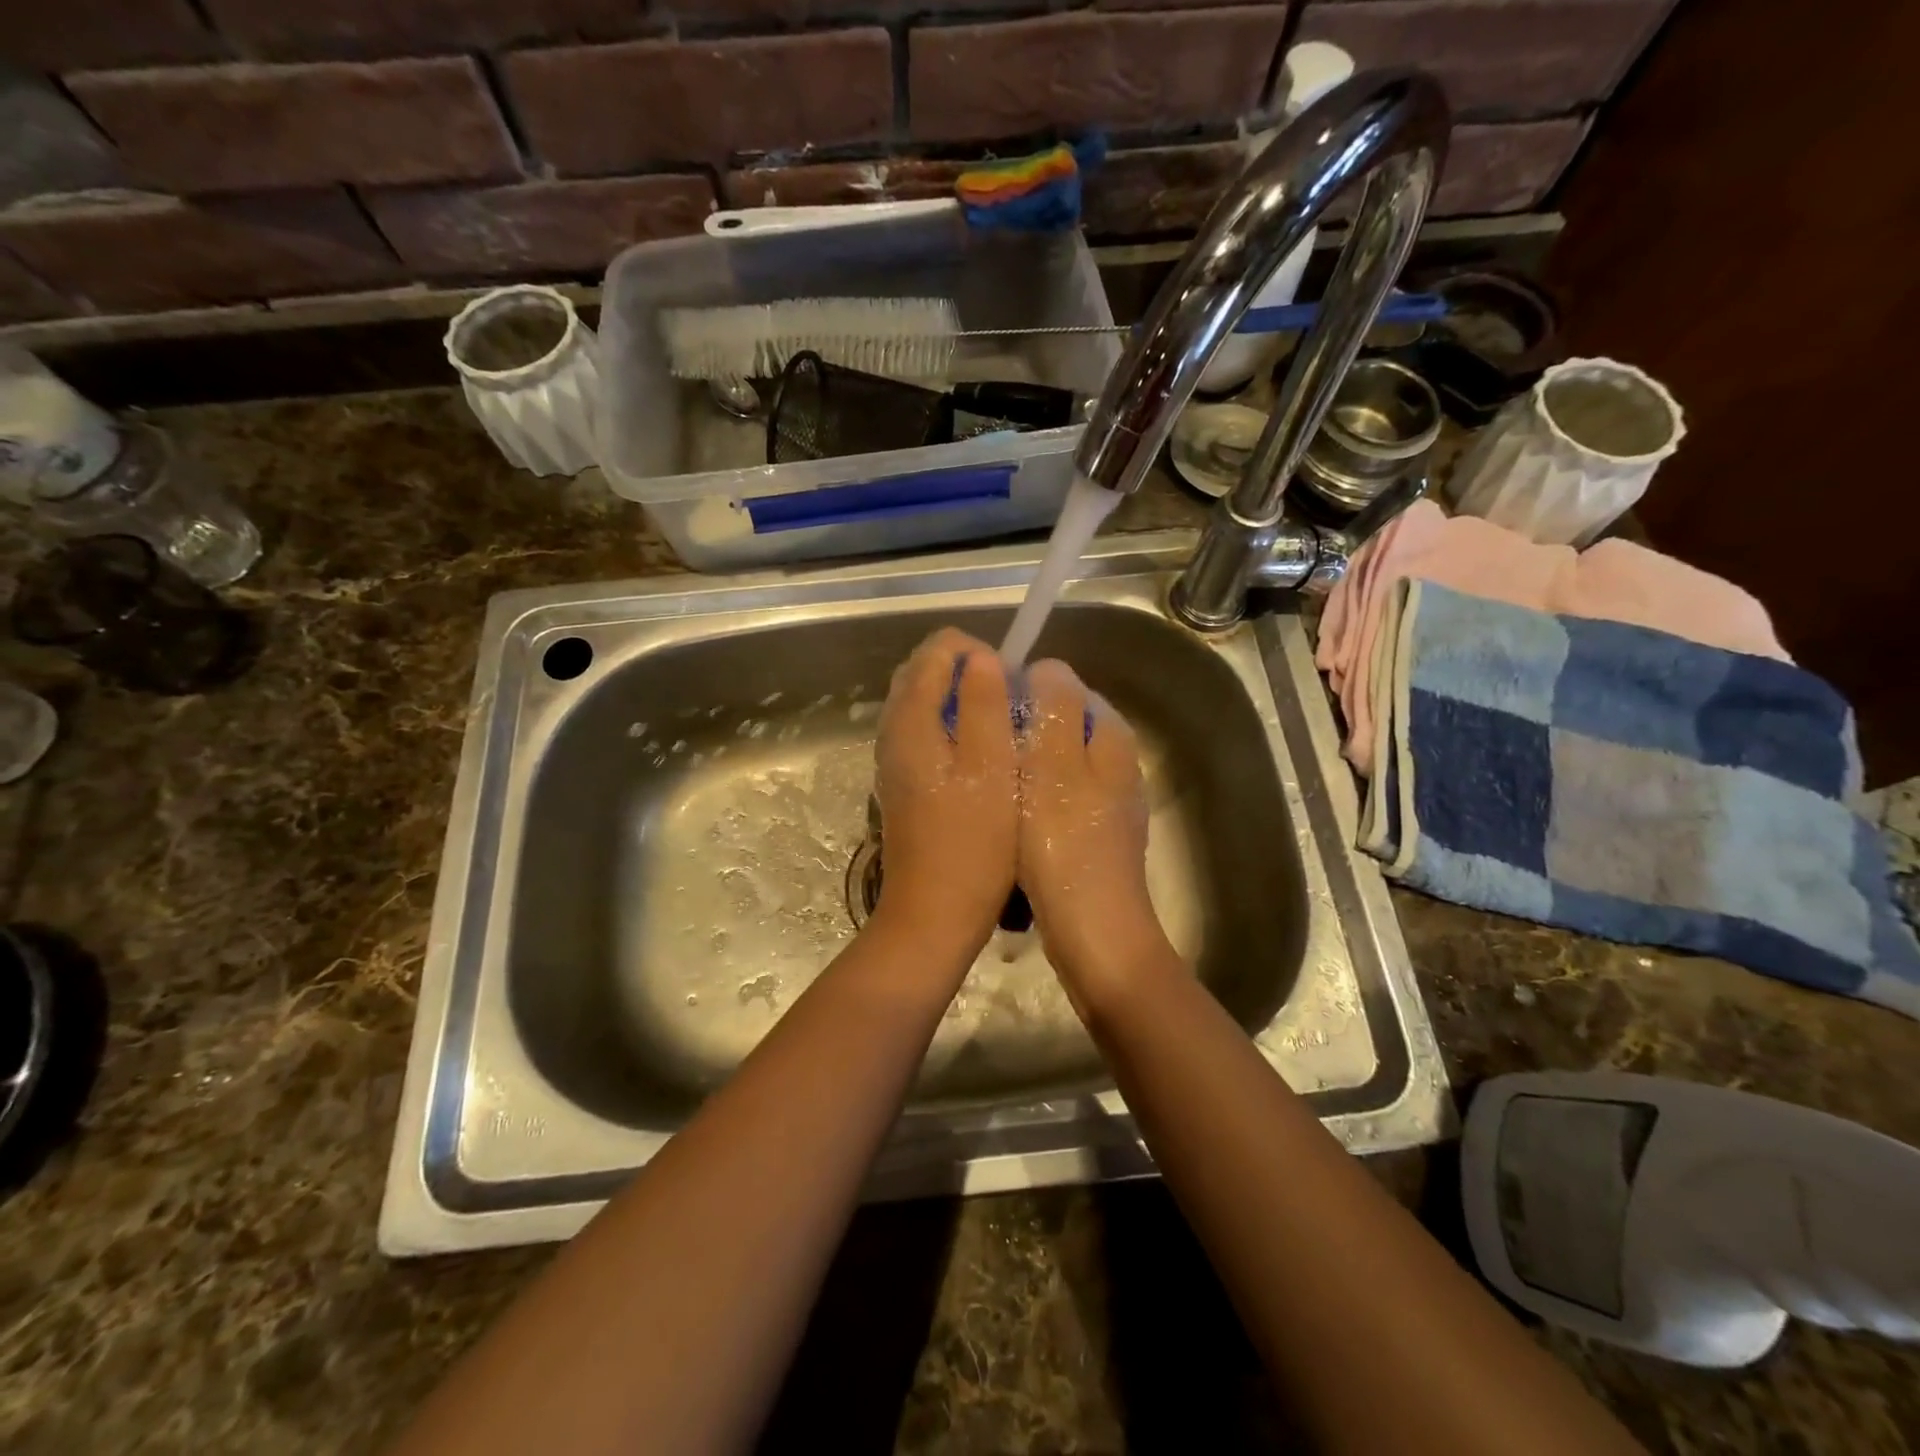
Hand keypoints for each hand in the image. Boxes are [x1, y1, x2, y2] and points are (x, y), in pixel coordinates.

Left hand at [871, 628, 1018, 960]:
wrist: (933, 912)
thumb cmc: (973, 842)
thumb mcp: (992, 766)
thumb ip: (984, 703)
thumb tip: (981, 658)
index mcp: (911, 720)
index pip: (935, 650)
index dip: (976, 652)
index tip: (1010, 682)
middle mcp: (893, 731)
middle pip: (923, 672)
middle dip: (967, 672)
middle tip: (1009, 700)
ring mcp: (893, 758)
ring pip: (922, 704)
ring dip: (960, 700)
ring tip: (1002, 724)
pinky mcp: (903, 782)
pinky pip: (923, 732)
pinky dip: (951, 726)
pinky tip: (982, 755)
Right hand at [1015, 659, 1173, 1010]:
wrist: (1095, 935)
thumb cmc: (1064, 844)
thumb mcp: (1053, 763)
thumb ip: (1054, 708)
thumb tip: (1047, 666)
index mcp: (1110, 737)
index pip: (1064, 686)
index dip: (1022, 692)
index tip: (984, 714)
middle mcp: (1116, 763)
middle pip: (1058, 725)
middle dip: (1019, 731)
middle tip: (978, 750)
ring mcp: (1106, 803)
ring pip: (1053, 764)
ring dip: (1020, 767)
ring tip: (984, 783)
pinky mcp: (1091, 837)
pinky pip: (1052, 799)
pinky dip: (1028, 800)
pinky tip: (1004, 819)